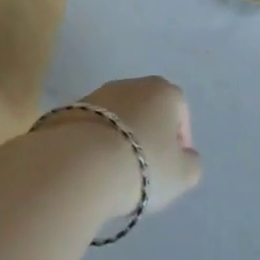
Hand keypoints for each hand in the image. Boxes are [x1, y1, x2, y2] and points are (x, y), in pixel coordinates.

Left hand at [62, 76, 202, 217]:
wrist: (78, 165)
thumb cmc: (142, 165)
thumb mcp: (183, 175)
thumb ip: (191, 164)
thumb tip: (185, 157)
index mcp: (164, 91)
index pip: (180, 112)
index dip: (179, 141)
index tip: (172, 167)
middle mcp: (131, 84)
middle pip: (147, 111)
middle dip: (148, 136)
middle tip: (145, 170)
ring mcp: (96, 94)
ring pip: (117, 119)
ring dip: (119, 139)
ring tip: (114, 173)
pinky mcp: (67, 109)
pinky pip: (90, 129)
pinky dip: (94, 145)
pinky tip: (91, 169)